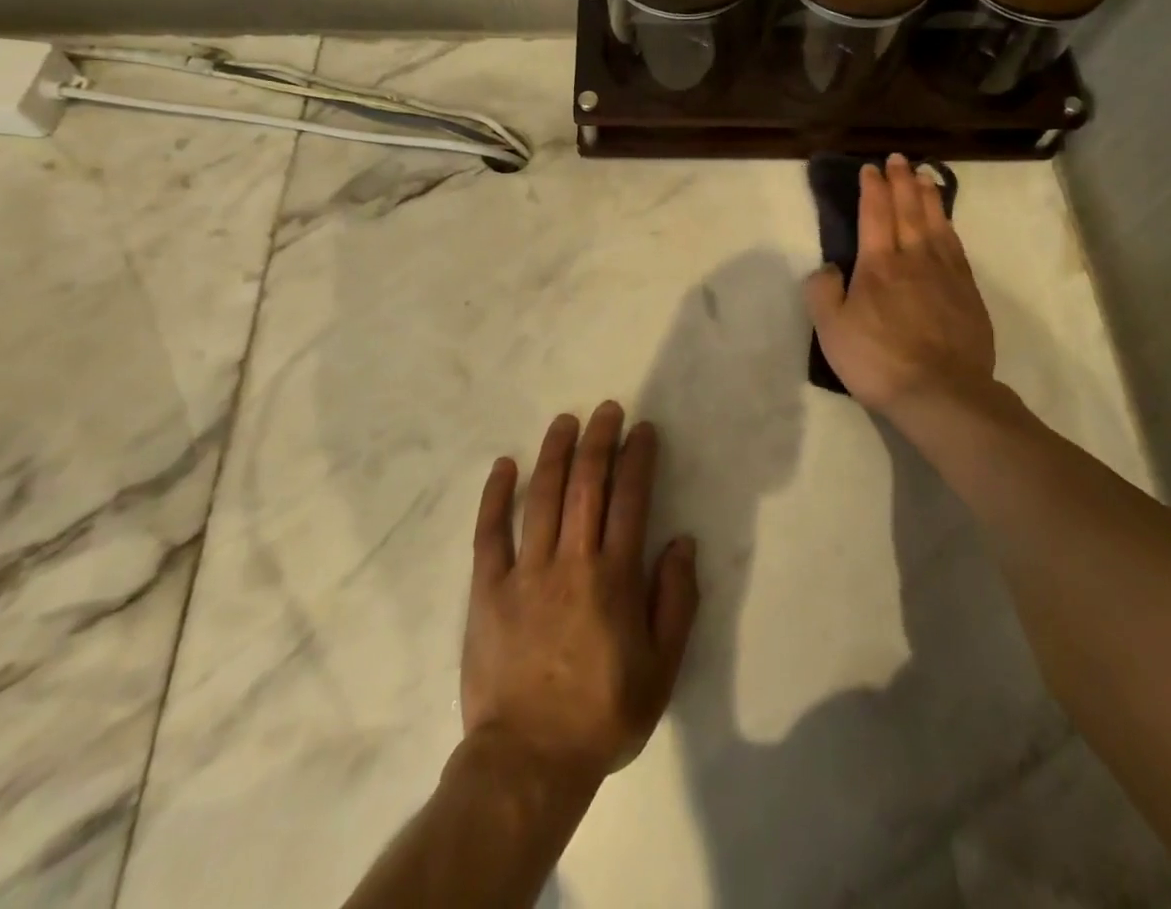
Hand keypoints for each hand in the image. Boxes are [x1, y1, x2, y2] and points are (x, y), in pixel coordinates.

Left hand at [461, 402, 698, 792]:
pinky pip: (490, 533)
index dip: (637, 458)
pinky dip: (496, 495)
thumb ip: (675, 601)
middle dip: (598, 441)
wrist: (528, 762)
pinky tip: (504, 465)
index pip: (630, 500)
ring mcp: (525, 572)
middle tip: (606, 410)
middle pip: (586, 485)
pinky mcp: (488, 589)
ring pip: (541, 497)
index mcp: (614, 578)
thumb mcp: (662, 669)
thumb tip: (682, 542)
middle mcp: (571, 561)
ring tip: (564, 421)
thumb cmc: (602, 715)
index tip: (642, 430)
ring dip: (554, 453)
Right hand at [804, 154, 996, 415]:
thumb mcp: (831, 330)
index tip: (870, 168)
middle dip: (901, 182)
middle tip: (899, 159)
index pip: (874, 214)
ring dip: (928, 197)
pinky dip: (949, 226)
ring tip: (924, 176)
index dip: (872, 189)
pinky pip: (956, 246)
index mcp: (878, 265)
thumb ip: (823, 291)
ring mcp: (946, 274)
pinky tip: (946, 222)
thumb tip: (829, 266)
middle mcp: (914, 258)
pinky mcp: (968, 292)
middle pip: (908, 210)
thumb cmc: (878, 360)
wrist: (941, 393)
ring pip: (936, 223)